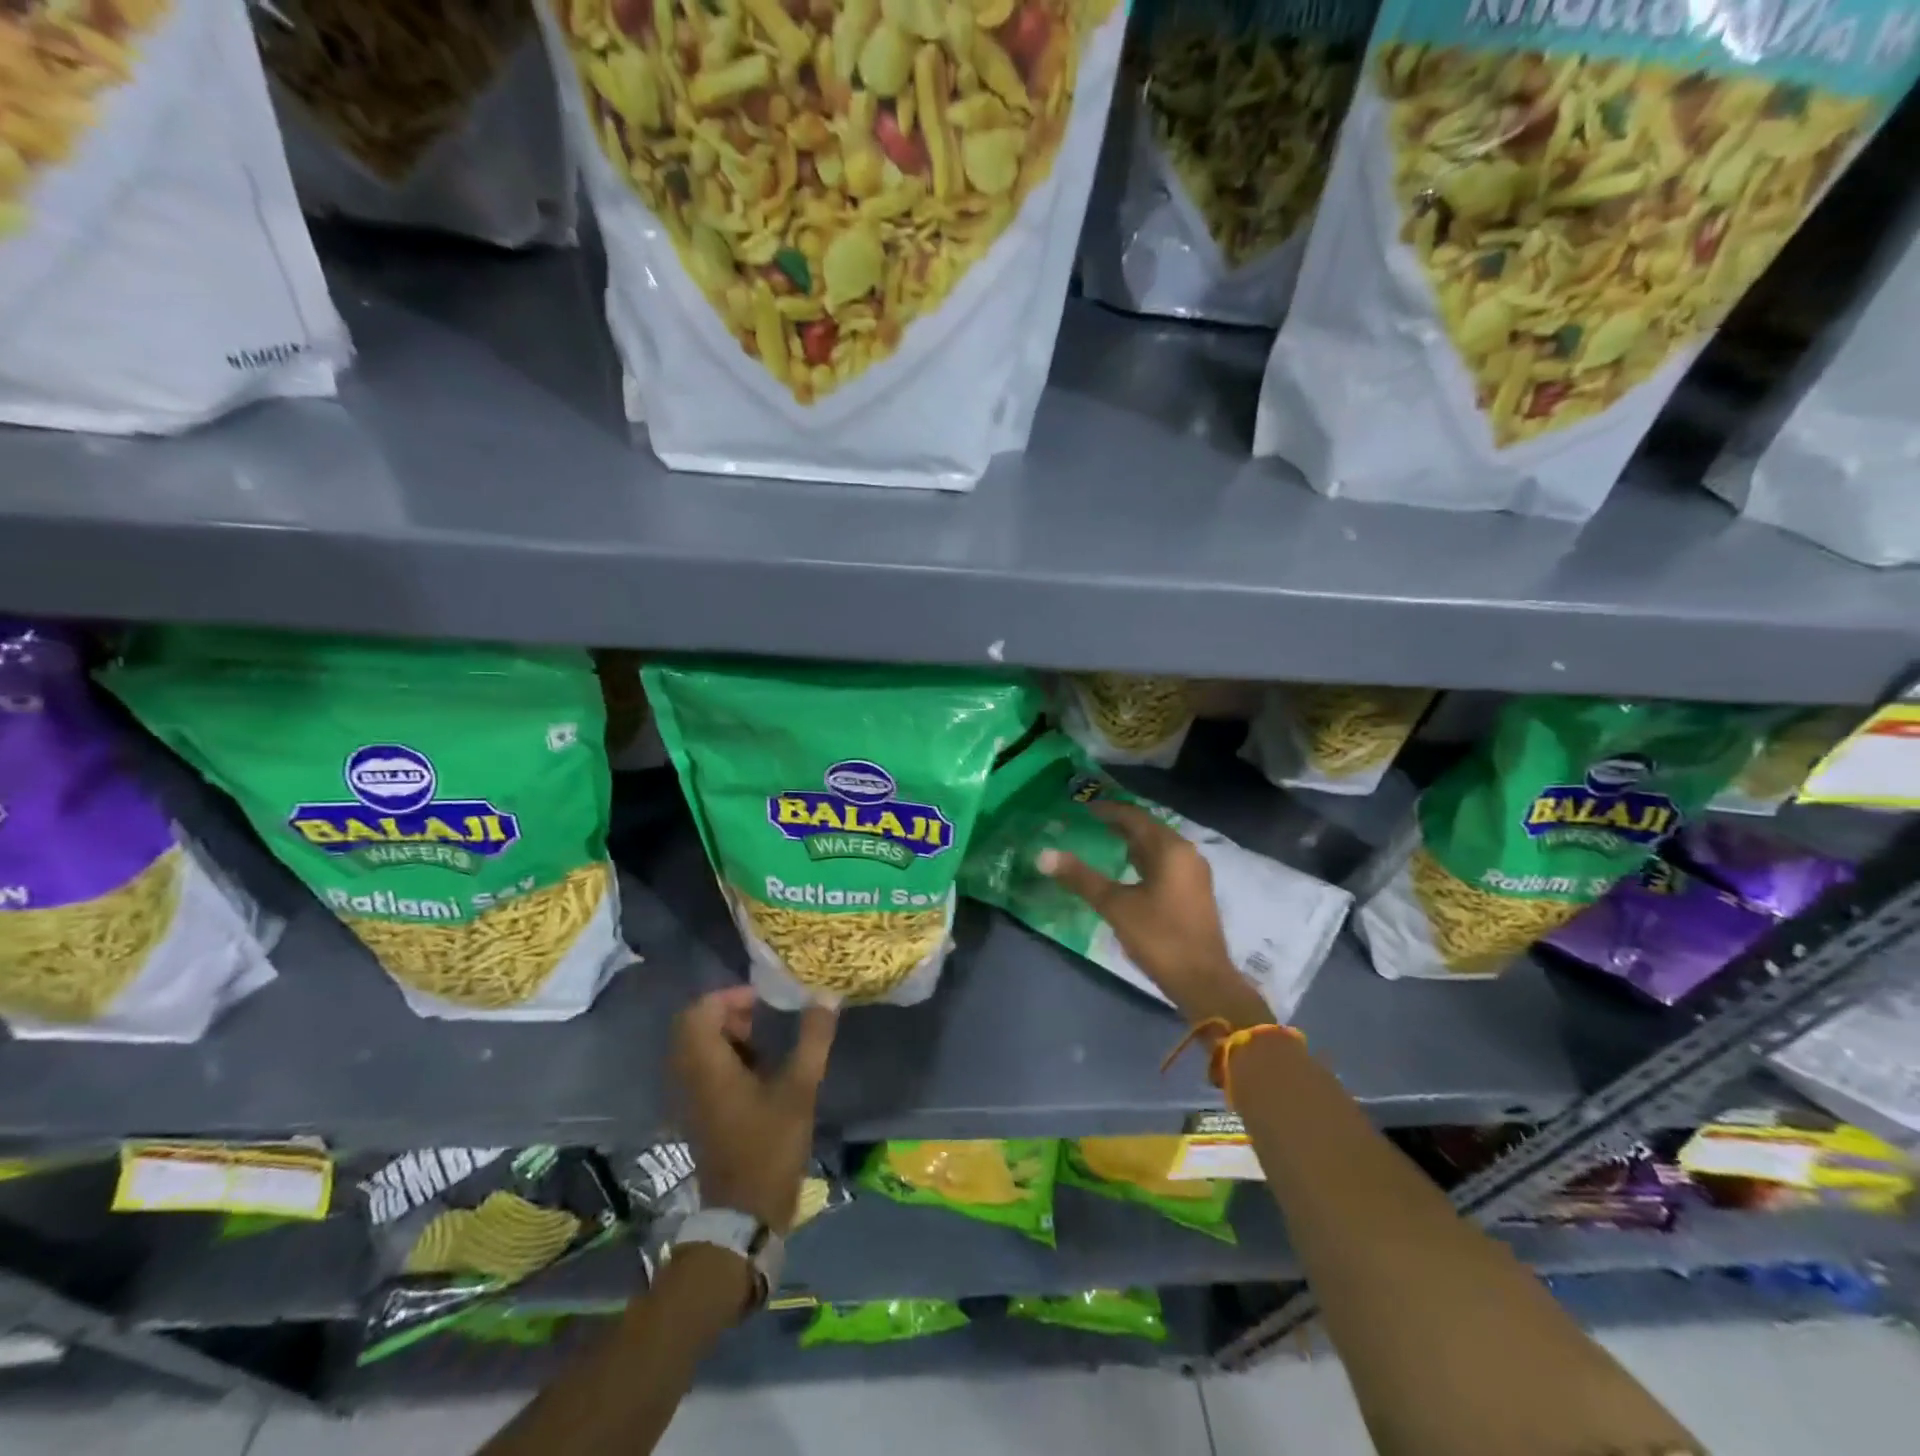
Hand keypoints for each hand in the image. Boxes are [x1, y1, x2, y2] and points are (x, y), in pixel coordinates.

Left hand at [670, 988, 836, 1233]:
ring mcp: (691, 1099)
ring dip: (729, 1036)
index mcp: (707, 1067)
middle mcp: (690, 1078)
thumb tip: (826, 996)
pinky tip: (761, 1071)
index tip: (763, 1000)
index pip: (699, 1011)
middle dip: (730, 1014)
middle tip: (765, 1017)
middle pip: (695, 1027)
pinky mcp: (700, 1114)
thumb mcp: (799, 1089)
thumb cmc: (769, 1147)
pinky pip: (704, 1069)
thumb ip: (813, 1039)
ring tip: (768, 1042)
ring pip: (699, 1048)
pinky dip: (727, 1058)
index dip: (729, 996)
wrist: (744, 1215)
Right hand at [1039, 801, 1266, 1027]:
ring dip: (1132, 843)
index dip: (1107, 811)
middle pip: (1148, 829)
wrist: (1204, 982)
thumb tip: (1044, 855)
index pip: (1135, 817)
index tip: (1082, 809)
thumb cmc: (1160, 937)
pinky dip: (1143, 861)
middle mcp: (1187, 854)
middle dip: (1119, 825)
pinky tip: (1127, 872)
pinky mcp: (1194, 894)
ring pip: (1158, 848)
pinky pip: (1164, 864)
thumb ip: (1081, 878)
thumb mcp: (1116, 906)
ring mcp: (1194, 874)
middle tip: (1088, 824)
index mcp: (1171, 849)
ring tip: (1103, 843)